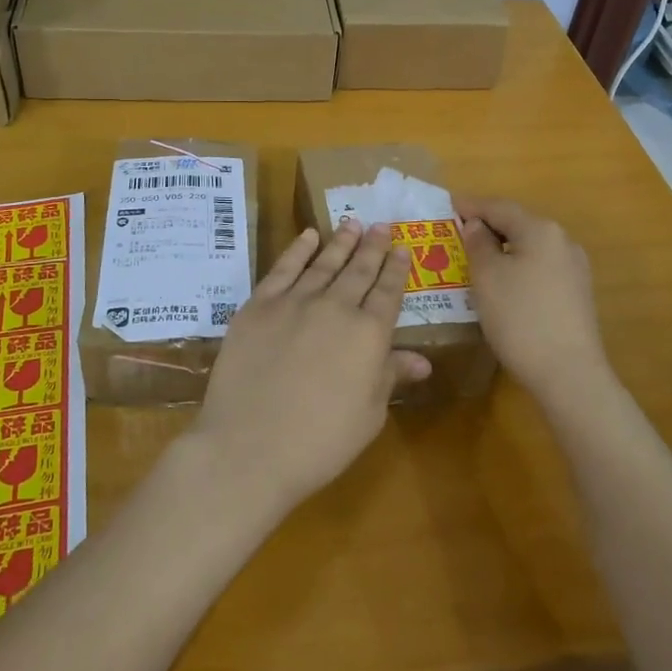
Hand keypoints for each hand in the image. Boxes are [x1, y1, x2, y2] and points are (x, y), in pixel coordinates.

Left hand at [188, 221, 429, 517]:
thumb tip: (422, 360)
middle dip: (373, 246)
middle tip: (382, 225)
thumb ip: (390, 376)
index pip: (388, 292)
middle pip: (359, 270)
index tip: (402, 248)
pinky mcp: (259, 305)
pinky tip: (309, 236)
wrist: (248, 447)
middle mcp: (335, 307)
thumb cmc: (319, 443)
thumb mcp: (368, 415)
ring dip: (341, 242)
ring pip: (324, 262)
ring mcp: (294, 301)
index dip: (396, 269)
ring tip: (353, 223)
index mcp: (369, 334)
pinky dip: (298, 249)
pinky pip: (283, 268)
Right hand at [453, 195, 610, 404]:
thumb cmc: (520, 318)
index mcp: (540, 230)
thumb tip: (476, 225)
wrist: (568, 374)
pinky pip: (540, 267)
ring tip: (475, 257)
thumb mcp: (487, 277)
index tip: (448, 206)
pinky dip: (517, 266)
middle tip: (457, 232)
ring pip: (530, 247)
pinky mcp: (577, 293)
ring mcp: (574, 268)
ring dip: (503, 248)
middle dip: (487, 226)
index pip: (499, 207)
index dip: (471, 206)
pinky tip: (502, 282)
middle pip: (518, 224)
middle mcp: (563, 241)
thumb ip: (478, 244)